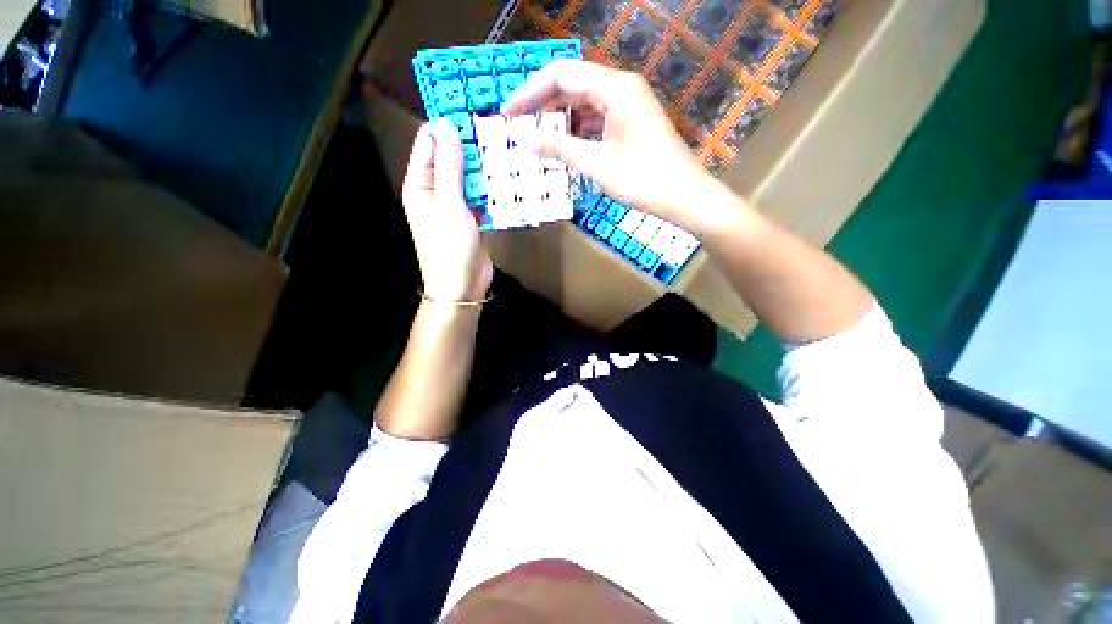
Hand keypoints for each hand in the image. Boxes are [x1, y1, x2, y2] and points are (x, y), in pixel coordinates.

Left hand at [402, 119, 492, 301]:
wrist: (462, 286)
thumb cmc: (450, 246)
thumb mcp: (449, 203)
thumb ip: (449, 166)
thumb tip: (447, 125)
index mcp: (420, 184)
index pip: (429, 143)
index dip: (446, 124)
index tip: (470, 107)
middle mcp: (435, 192)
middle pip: (451, 159)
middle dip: (471, 146)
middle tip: (497, 128)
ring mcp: (455, 206)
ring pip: (469, 178)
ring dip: (484, 168)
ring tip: (506, 149)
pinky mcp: (472, 219)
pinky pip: (481, 197)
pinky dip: (491, 190)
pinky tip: (508, 179)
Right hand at [503, 59, 718, 230]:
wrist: (683, 196)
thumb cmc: (643, 179)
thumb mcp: (596, 164)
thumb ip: (559, 148)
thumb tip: (523, 139)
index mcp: (614, 87)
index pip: (561, 74)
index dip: (530, 92)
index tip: (508, 113)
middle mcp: (621, 87)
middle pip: (571, 84)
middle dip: (542, 105)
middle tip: (518, 127)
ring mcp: (627, 104)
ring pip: (583, 102)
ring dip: (559, 120)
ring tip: (536, 139)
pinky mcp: (629, 122)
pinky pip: (595, 118)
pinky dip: (577, 130)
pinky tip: (563, 146)